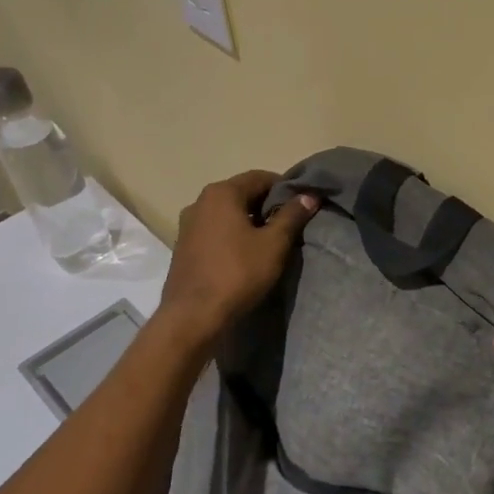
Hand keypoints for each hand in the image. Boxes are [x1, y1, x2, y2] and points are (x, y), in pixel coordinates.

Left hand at [158, 170, 316, 347]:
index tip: (302, 206)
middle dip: (268, 205)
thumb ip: (292, 215)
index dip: (285, 188)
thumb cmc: (238, 273)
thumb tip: (309, 195)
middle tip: (290, 224)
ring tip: (271, 241)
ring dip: (250, 220)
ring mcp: (188, 224)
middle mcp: (200, 202)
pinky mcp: (184, 246)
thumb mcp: (274, 244)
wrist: (193, 316)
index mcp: (222, 193)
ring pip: (228, 213)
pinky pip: (215, 229)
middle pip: (242, 193)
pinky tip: (246, 254)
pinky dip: (233, 234)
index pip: (261, 177)